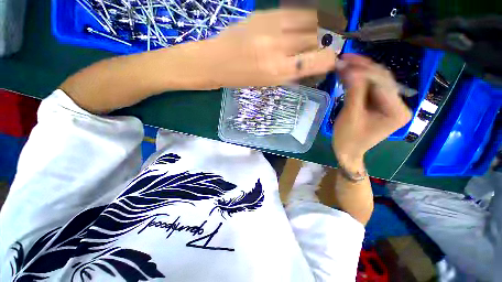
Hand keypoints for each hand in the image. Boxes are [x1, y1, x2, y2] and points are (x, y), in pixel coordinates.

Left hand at [204, 9, 336, 87]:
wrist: (217, 61)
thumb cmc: (242, 78)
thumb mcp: (268, 82)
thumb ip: (290, 72)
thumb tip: (309, 63)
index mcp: (278, 72)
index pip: (316, 61)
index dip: (329, 59)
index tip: (331, 60)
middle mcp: (278, 48)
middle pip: (314, 39)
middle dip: (318, 46)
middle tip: (313, 50)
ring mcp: (271, 28)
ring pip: (308, 22)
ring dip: (312, 30)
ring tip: (306, 37)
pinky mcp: (265, 14)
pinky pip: (294, 11)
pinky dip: (302, 18)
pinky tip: (296, 26)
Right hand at [332, 54, 411, 169]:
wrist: (348, 151)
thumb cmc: (349, 138)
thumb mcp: (351, 116)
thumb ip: (353, 92)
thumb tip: (350, 68)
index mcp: (397, 111)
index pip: (382, 83)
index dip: (363, 72)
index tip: (344, 63)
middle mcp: (398, 104)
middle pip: (382, 79)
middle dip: (362, 67)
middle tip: (344, 58)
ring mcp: (390, 103)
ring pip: (376, 81)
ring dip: (360, 71)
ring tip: (345, 62)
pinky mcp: (380, 104)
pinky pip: (370, 88)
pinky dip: (358, 80)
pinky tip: (348, 73)